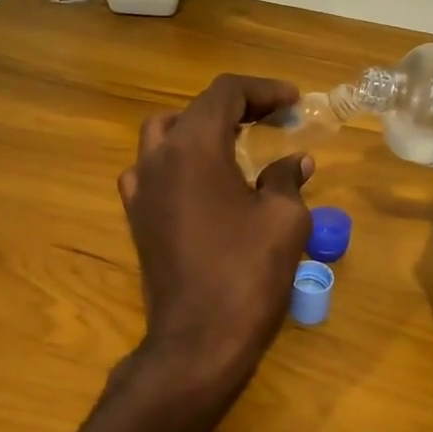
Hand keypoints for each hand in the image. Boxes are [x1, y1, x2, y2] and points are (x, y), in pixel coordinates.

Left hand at [118, 75, 314, 398]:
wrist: (198, 341)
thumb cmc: (247, 274)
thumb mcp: (285, 220)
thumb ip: (287, 179)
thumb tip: (295, 160)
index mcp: (194, 147)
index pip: (225, 94)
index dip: (262, 90)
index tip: (293, 102)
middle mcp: (158, 158)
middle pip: (194, 111)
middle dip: (235, 108)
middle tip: (272, 120)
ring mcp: (140, 189)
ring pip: (165, 136)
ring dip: (201, 130)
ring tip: (236, 144)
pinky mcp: (137, 218)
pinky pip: (152, 171)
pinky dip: (179, 162)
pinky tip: (203, 182)